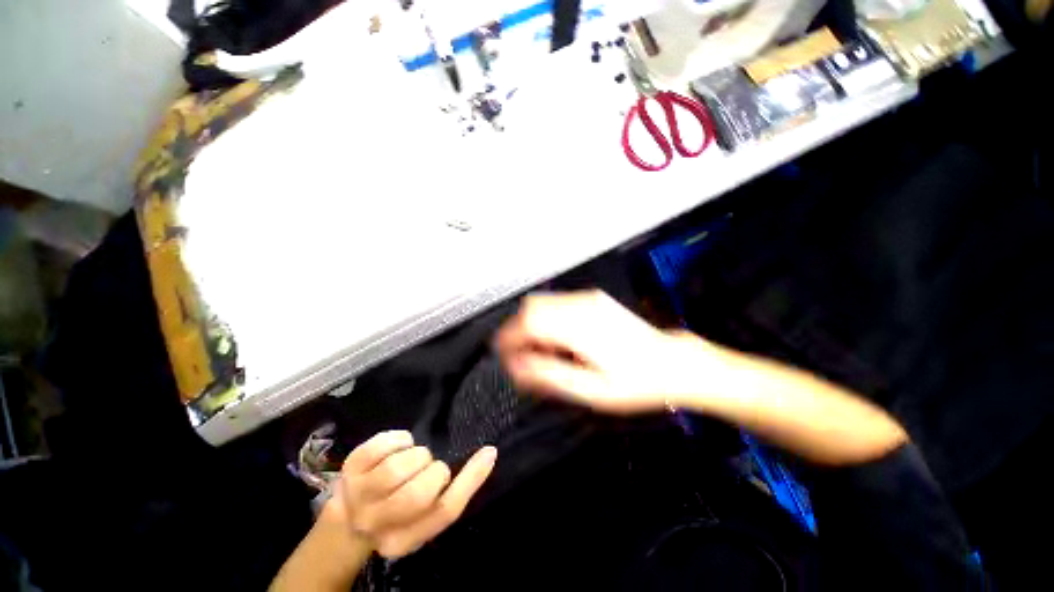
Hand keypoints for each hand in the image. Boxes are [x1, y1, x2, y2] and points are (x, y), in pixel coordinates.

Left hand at [325, 430, 495, 558]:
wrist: (348, 518)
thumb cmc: (398, 512)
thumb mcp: (428, 511)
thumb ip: (458, 488)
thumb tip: (489, 453)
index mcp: (404, 540)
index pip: (444, 511)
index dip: (470, 479)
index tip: (488, 452)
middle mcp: (377, 524)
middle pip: (419, 493)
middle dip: (434, 471)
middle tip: (429, 469)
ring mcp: (358, 496)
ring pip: (398, 468)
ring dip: (416, 455)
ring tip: (412, 461)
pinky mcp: (350, 467)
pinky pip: (383, 444)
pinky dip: (400, 439)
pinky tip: (399, 448)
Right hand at [495, 290, 704, 413]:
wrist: (674, 362)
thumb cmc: (637, 381)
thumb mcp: (591, 390)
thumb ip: (550, 375)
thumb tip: (518, 367)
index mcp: (579, 328)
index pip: (528, 323)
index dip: (508, 338)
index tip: (502, 355)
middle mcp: (581, 306)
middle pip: (531, 307)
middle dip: (516, 330)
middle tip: (518, 355)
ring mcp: (588, 299)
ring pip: (542, 302)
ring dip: (531, 324)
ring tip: (538, 350)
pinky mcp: (593, 299)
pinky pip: (557, 303)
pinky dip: (545, 318)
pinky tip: (556, 339)